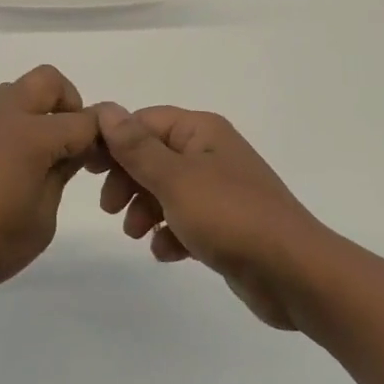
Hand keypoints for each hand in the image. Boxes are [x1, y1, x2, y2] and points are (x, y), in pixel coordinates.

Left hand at [0, 65, 101, 301]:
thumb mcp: (38, 224)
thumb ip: (59, 180)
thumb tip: (71, 153)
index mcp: (30, 135)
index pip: (82, 122)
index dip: (102, 137)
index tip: (106, 158)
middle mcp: (2, 114)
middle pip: (48, 80)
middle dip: (69, 102)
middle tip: (69, 143)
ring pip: (15, 90)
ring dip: (34, 110)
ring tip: (32, 156)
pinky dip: (5, 124)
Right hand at [91, 104, 323, 329]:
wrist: (295, 274)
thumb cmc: (230, 217)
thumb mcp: (174, 179)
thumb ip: (137, 147)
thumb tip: (106, 109)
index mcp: (201, 132)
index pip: (145, 122)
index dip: (114, 141)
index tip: (88, 168)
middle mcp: (211, 153)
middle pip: (153, 155)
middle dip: (128, 179)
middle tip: (109, 207)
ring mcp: (221, 190)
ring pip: (167, 189)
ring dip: (145, 208)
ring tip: (135, 233)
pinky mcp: (227, 225)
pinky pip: (187, 219)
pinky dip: (171, 233)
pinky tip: (166, 253)